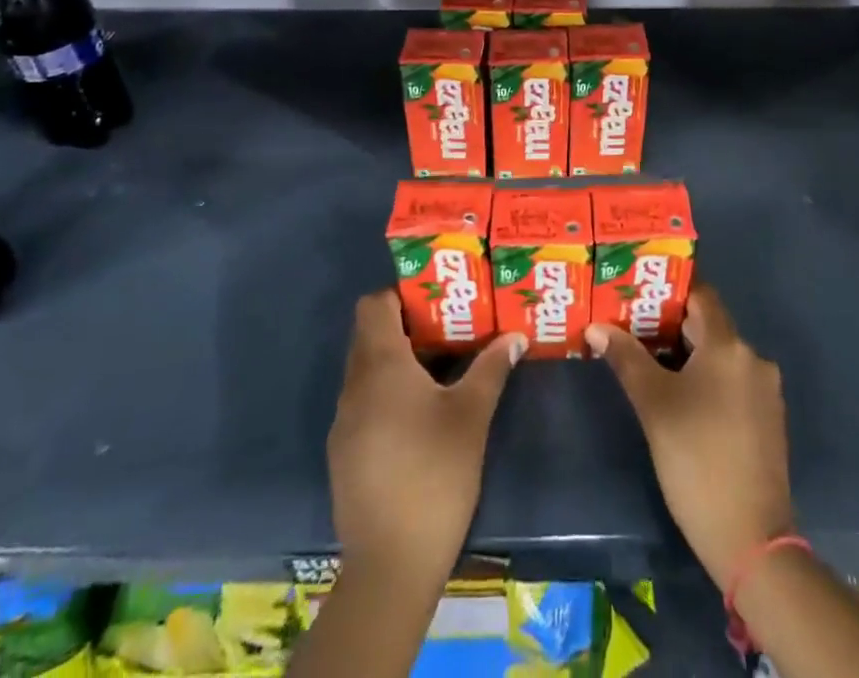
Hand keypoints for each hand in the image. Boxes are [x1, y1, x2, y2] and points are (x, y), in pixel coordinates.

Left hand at [327, 290, 524, 583]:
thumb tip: (515, 336)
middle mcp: (354, 385)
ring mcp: (344, 422)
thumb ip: (491, 368)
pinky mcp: (344, 453)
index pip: (373, 304)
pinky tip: (419, 416)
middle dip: (406, 326)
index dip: (400, 294)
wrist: (391, 565)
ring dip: (397, 361)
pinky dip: (387, 394)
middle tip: (447, 327)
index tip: (435, 298)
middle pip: (369, 335)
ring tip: (440, 368)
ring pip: (366, 370)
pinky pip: (363, 402)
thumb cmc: (434, 474)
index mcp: (380, 365)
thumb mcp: (471, 415)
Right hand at [586, 286, 793, 590]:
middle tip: (632, 325)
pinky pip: (731, 383)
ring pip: (719, 357)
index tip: (639, 290)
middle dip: (671, 324)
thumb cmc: (697, 459)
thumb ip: (626, 359)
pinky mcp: (767, 421)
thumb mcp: (654, 405)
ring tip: (648, 359)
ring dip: (687, 354)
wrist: (750, 540)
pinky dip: (706, 380)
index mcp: (729, 346)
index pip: (701, 295)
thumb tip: (596, 327)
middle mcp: (753, 359)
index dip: (670, 289)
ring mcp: (765, 392)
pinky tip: (679, 397)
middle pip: (709, 326)